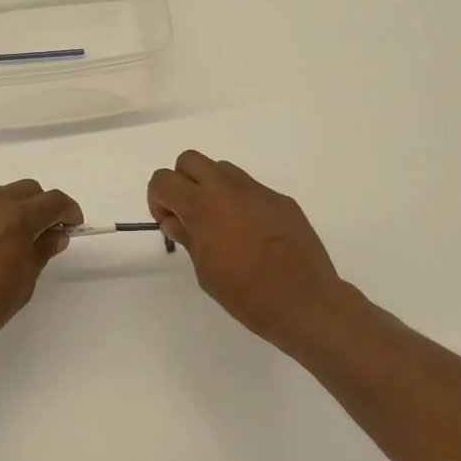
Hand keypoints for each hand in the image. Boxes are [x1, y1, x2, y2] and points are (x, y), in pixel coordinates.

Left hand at [0, 179, 82, 362]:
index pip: (53, 200)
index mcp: (16, 218)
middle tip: (46, 232)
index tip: (73, 226)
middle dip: (42, 205)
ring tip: (14, 239)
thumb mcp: (23, 283)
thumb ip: (41, 251)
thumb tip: (55, 235)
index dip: (69, 211)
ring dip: (14, 209)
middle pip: (27, 190)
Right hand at [147, 151, 345, 346]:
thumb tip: (176, 221)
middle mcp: (227, 188)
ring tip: (223, 223)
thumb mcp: (203, 269)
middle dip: (183, 182)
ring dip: (213, 188)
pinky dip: (243, 202)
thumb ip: (187, 236)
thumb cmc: (244, 292)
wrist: (301, 299)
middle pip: (190, 160)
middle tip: (191, 215)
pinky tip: (254, 234)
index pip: (163, 180)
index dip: (158, 199)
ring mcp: (257, 191)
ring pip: (223, 169)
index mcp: (201, 205)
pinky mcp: (281, 199)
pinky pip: (252, 189)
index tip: (170, 223)